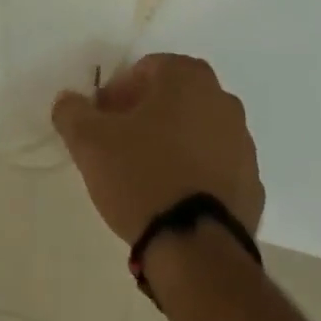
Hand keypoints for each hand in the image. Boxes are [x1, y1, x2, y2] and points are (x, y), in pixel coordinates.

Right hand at [52, 54, 263, 244]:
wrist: (196, 249)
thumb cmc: (141, 176)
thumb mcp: (90, 141)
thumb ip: (72, 111)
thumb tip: (68, 101)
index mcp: (188, 78)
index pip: (144, 70)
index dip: (116, 94)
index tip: (100, 123)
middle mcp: (222, 100)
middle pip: (172, 98)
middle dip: (144, 115)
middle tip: (117, 145)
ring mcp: (244, 144)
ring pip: (196, 131)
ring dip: (171, 143)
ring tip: (143, 176)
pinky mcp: (253, 185)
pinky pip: (214, 167)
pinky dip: (194, 173)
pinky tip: (171, 198)